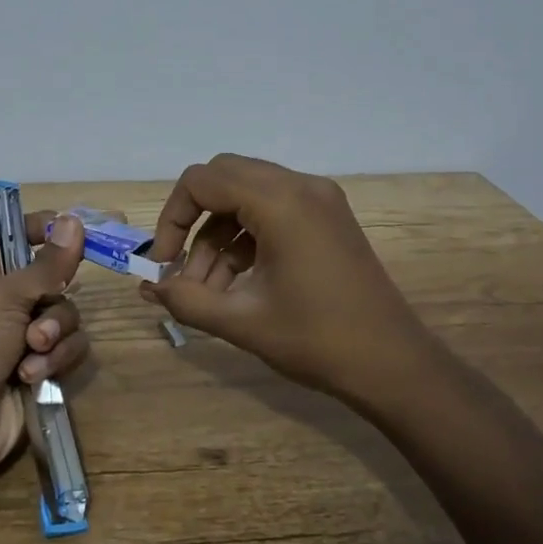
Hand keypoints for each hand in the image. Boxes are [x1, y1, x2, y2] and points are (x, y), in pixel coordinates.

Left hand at [0, 212, 87, 503]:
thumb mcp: (4, 295)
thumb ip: (48, 263)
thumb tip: (74, 220)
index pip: (19, 237)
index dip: (44, 230)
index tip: (73, 229)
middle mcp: (6, 303)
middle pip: (55, 281)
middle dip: (52, 303)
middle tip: (35, 323)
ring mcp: (24, 339)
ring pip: (66, 318)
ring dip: (54, 336)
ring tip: (31, 355)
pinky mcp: (41, 372)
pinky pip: (69, 351)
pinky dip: (56, 362)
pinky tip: (32, 378)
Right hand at [142, 155, 428, 400]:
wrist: (394, 365)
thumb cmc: (317, 341)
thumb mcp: (242, 322)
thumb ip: (186, 299)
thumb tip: (148, 287)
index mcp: (280, 202)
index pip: (202, 181)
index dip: (173, 217)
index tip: (165, 262)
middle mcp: (301, 186)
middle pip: (224, 178)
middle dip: (194, 220)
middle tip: (181, 267)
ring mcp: (319, 199)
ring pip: (246, 195)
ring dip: (218, 234)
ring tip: (205, 289)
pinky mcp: (328, 217)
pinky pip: (272, 210)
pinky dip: (245, 237)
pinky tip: (235, 283)